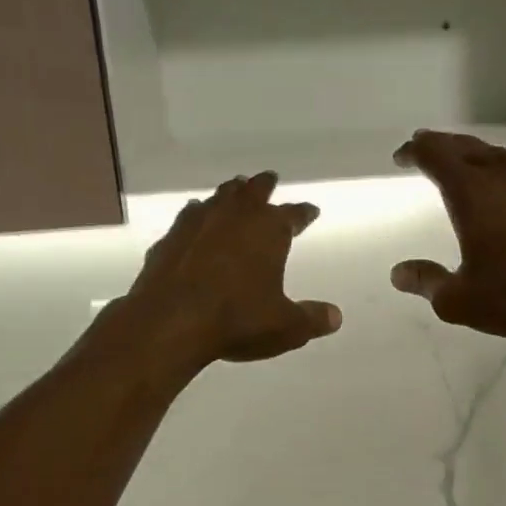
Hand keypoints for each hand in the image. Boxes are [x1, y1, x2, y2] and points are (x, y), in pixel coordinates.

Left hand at [125, 172, 342, 366]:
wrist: (171, 321)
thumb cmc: (238, 320)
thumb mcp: (286, 327)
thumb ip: (312, 319)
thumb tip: (335, 317)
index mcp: (269, 229)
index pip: (293, 214)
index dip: (303, 213)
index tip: (310, 211)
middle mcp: (235, 216)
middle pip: (254, 191)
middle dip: (264, 185)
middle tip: (269, 179)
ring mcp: (198, 223)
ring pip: (219, 197)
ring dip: (230, 193)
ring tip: (235, 190)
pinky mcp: (170, 238)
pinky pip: (189, 217)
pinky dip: (198, 215)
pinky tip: (195, 218)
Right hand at [390, 130, 505, 345]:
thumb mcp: (459, 300)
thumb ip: (426, 281)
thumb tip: (399, 273)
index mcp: (471, 191)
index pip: (434, 154)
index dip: (414, 151)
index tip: (403, 156)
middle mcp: (504, 172)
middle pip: (465, 146)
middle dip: (442, 147)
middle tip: (427, 151)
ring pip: (500, 155)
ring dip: (477, 157)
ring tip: (468, 169)